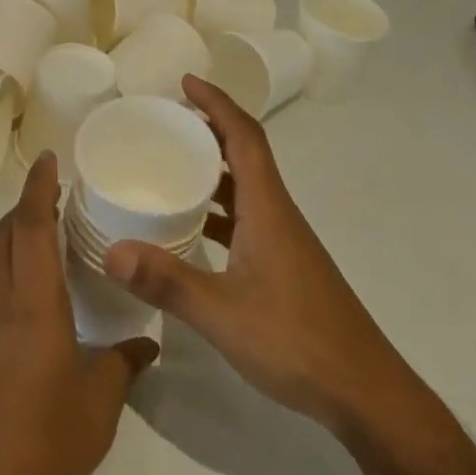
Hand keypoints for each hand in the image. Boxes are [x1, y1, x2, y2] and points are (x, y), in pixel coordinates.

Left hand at [0, 153, 158, 474]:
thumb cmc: (34, 451)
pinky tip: (32, 299)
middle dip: (28, 205)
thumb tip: (144, 344)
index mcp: (31, 304)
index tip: (50, 157)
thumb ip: (121, 367)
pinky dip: (8, 271)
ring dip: (15, 237)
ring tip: (50, 238)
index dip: (39, 186)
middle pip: (5, 234)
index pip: (30, 225)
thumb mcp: (96, 411)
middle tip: (61, 196)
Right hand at [104, 75, 404, 434]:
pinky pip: (246, 218)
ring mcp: (284, 241)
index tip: (186, 82)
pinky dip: (219, 210)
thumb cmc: (296, 341)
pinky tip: (192, 230)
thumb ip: (167, 282)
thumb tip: (111, 251)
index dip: (217, 103)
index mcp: (267, 208)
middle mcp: (277, 214)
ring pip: (246, 188)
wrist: (364, 392)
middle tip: (167, 122)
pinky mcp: (284, 266)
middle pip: (246, 154)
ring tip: (171, 165)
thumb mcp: (222, 312)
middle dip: (210, 128)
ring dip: (214, 169)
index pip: (244, 137)